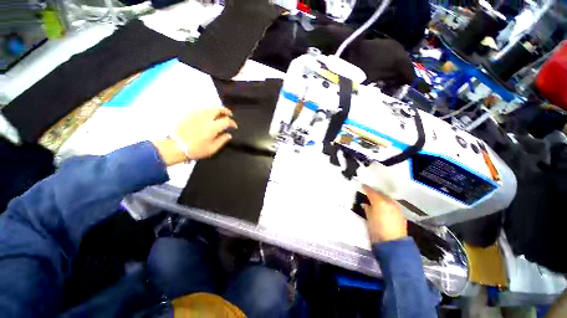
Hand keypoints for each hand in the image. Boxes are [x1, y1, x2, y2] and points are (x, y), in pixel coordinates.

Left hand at [154, 108, 236, 165]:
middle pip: (218, 109)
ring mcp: (197, 115)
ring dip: (216, 108)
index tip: (234, 126)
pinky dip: (206, 109)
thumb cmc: (196, 149)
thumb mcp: (212, 148)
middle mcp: (206, 118)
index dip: (232, 123)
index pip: (226, 121)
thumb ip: (222, 140)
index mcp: (213, 127)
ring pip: (209, 107)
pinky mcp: (189, 115)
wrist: (176, 147)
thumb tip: (228, 135)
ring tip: (219, 112)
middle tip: (229, 114)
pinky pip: (200, 108)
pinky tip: (207, 113)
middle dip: (225, 111)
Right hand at [362, 184, 407, 243]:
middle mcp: (389, 202)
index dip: (366, 188)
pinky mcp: (401, 214)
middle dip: (374, 192)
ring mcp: (396, 207)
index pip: (371, 191)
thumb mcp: (369, 217)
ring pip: (386, 198)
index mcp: (380, 201)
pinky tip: (383, 206)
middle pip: (380, 194)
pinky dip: (386, 203)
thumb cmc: (377, 229)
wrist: (393, 243)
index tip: (362, 185)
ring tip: (375, 198)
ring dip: (380, 197)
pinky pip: (391, 204)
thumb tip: (365, 204)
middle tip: (368, 191)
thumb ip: (367, 208)